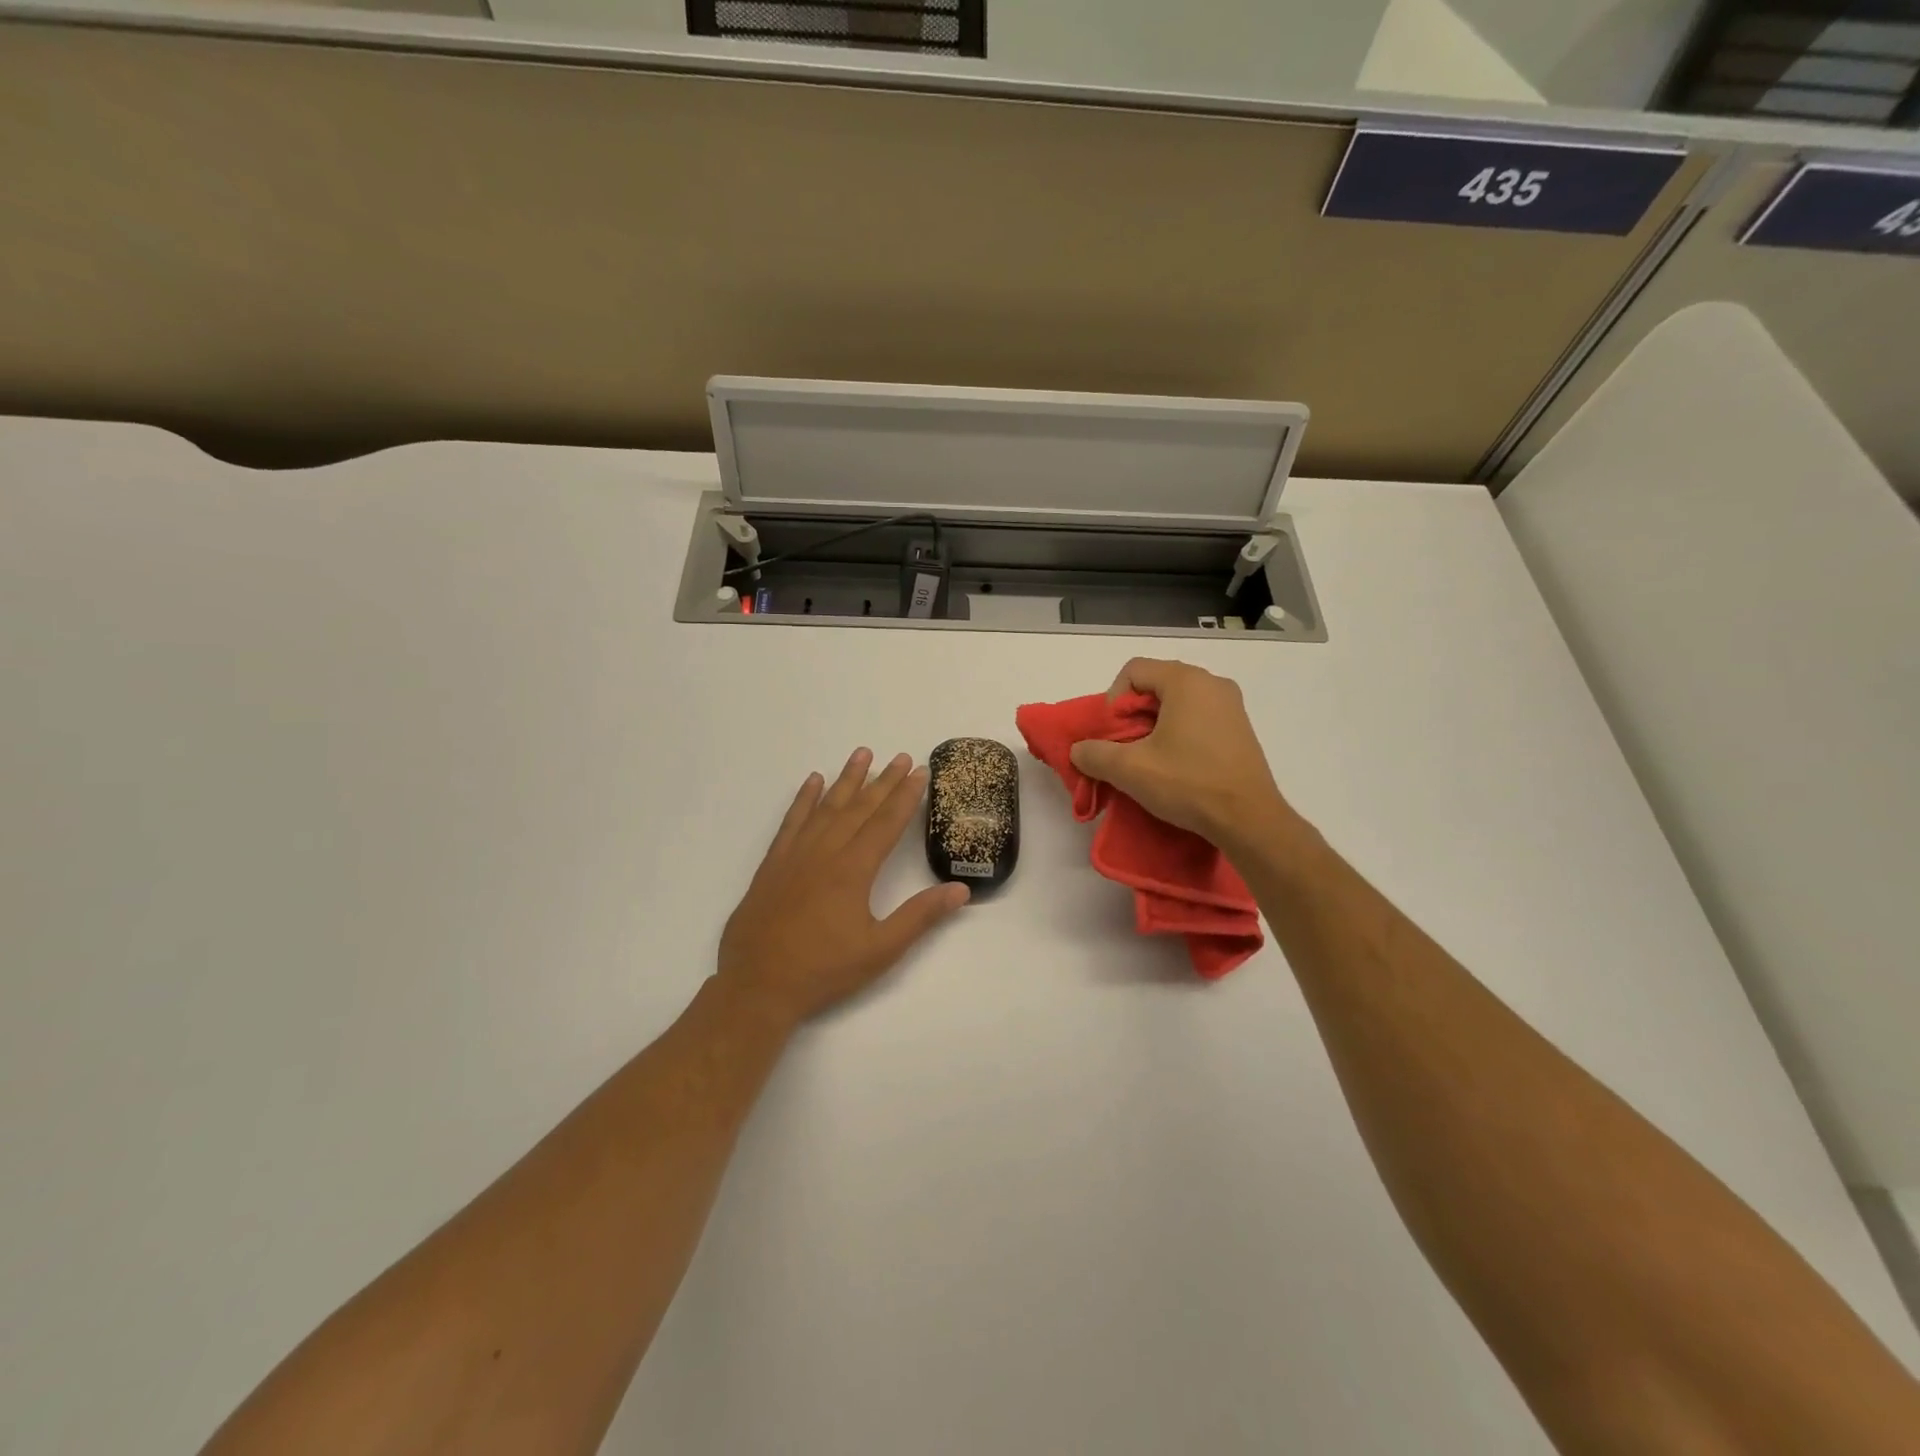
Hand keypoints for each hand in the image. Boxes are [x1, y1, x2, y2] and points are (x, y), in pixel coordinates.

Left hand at [717, 748, 969, 1026]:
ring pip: (826, 807)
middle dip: (884, 780)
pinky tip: (813, 781)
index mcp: (854, 870)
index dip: (906, 796)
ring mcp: (796, 855)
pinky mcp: (773, 864)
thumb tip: (960, 890)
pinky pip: (792, 821)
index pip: (887, 823)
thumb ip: (920, 917)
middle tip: (902, 757)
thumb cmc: (823, 970)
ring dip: (847, 779)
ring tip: (862, 753)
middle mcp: (825, 852)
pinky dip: (804, 798)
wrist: (757, 985)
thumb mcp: (881, 950)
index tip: (920, 772)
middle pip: (860, 808)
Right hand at [1068, 659, 1299, 850]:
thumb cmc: (1188, 783)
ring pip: (1176, 704)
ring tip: (1148, 760)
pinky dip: (1178, 735)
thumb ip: (1094, 754)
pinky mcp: (1240, 730)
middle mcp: (1212, 683)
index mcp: (1186, 681)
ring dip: (1154, 727)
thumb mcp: (1129, 769)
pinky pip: (1198, 719)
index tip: (1113, 734)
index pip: (1133, 671)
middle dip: (1132, 716)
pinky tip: (1175, 767)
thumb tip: (1079, 750)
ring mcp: (1231, 706)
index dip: (1113, 700)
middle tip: (1125, 749)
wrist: (1249, 820)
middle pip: (1155, 685)